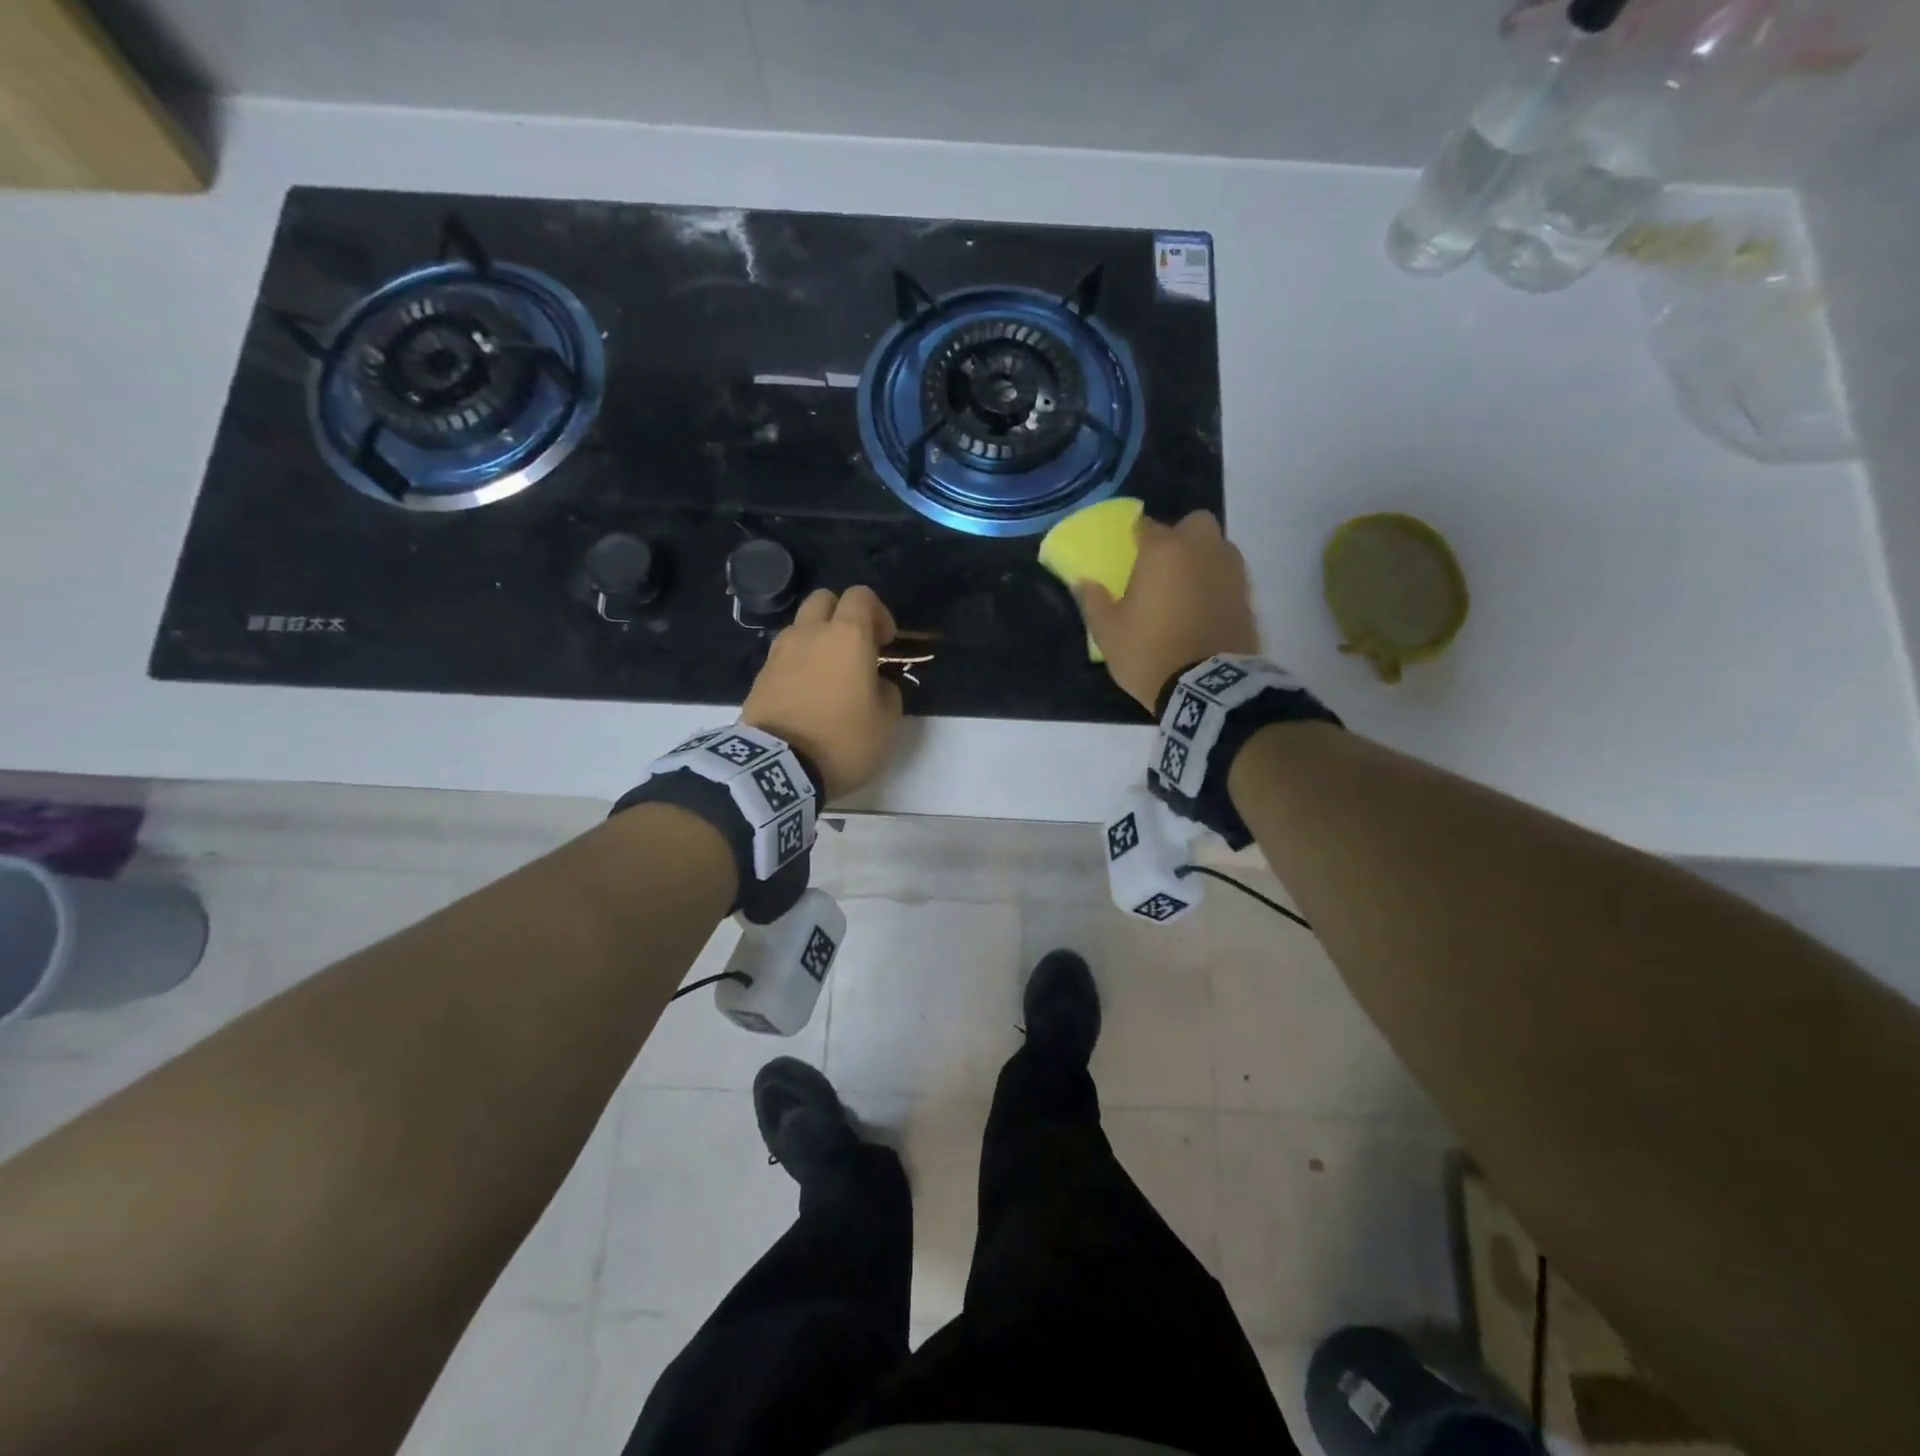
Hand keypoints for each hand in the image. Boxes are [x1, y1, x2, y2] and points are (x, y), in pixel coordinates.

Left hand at [743, 586, 903, 800]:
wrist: (778, 768)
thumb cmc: (843, 740)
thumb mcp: (887, 722)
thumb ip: (887, 691)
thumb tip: (875, 683)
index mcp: (848, 636)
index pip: (862, 596)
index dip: (878, 613)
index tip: (886, 642)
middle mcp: (811, 633)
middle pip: (824, 599)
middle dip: (842, 615)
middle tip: (855, 648)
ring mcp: (780, 652)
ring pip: (800, 626)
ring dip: (817, 638)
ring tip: (829, 672)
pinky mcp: (760, 675)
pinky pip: (784, 655)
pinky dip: (798, 662)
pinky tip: (807, 692)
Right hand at [1077, 511, 1260, 711]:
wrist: (1207, 688)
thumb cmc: (1149, 653)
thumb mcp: (1108, 633)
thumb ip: (1093, 601)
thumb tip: (1083, 582)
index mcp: (1162, 551)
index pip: (1146, 525)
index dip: (1135, 538)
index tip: (1128, 554)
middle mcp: (1201, 550)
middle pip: (1194, 523)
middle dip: (1181, 536)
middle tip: (1163, 565)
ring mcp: (1230, 571)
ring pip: (1217, 548)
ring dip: (1202, 559)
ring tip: (1185, 589)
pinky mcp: (1248, 596)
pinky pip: (1230, 577)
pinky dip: (1217, 585)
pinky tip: (1203, 609)